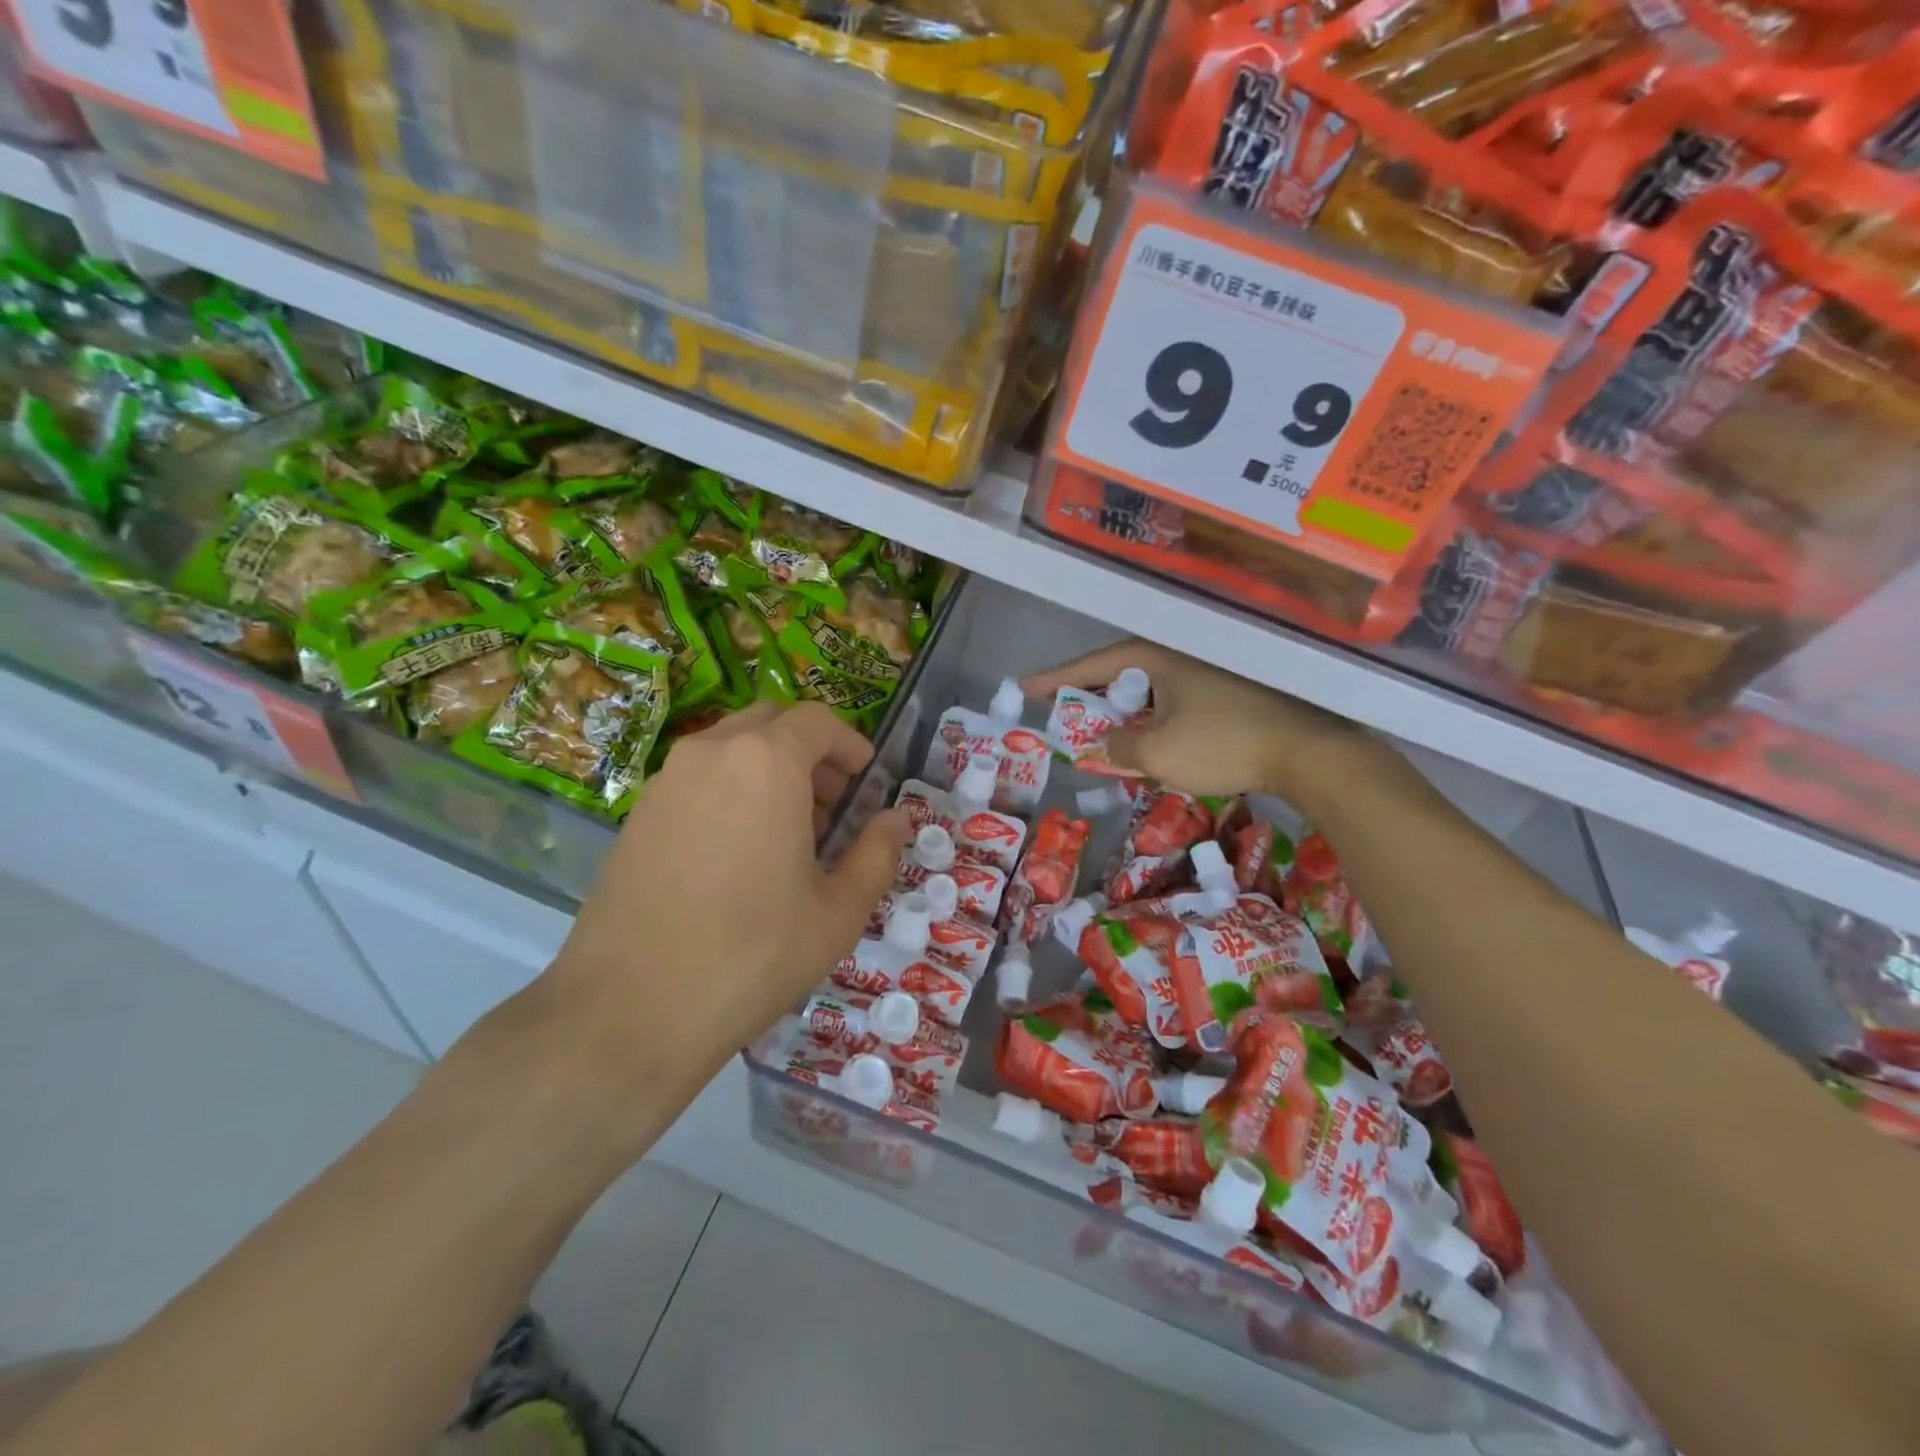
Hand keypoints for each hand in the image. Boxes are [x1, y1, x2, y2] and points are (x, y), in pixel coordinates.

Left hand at [529, 701, 910, 1111]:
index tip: (866, 777)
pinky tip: (741, 851)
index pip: (817, 720)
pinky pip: (697, 778)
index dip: (850, 742)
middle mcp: (711, 753)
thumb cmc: (753, 954)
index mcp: (766, 762)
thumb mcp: (838, 911)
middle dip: (809, 750)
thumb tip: (898, 819)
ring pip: (730, 747)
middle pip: (770, 722)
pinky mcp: (637, 814)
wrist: (630, 1011)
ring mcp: (666, 781)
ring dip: (769, 768)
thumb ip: (877, 854)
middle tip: (833, 801)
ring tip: (790, 830)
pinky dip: (731, 788)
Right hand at [1024, 640, 1381, 810]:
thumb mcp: (1157, 752)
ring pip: (1152, 691)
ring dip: (1126, 713)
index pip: (1093, 665)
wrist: (1308, 751)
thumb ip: (1119, 746)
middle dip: (1091, 697)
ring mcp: (1210, 671)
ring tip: (1107, 735)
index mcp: (1157, 658)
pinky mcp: (1231, 691)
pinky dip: (1156, 719)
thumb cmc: (1223, 744)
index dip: (1057, 679)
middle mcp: (1182, 655)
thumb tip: (1106, 743)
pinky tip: (1157, 742)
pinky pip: (1176, 702)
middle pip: (1122, 674)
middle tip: (1065, 716)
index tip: (1025, 687)